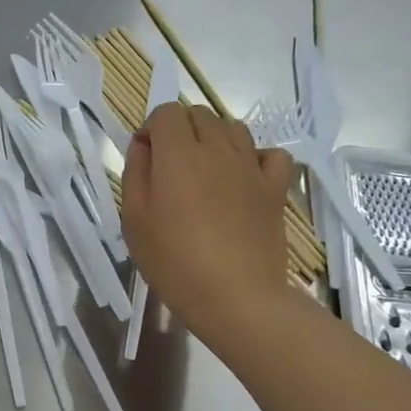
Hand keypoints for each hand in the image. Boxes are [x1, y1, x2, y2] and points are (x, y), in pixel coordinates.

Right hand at [121, 103, 300, 354]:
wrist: (236, 297)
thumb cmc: (174, 263)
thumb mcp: (134, 221)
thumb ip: (135, 173)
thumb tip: (143, 145)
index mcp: (178, 155)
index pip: (165, 112)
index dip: (151, 130)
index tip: (145, 159)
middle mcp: (217, 149)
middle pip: (199, 114)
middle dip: (180, 131)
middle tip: (170, 170)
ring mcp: (251, 166)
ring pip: (233, 128)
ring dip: (214, 139)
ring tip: (204, 173)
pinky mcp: (275, 187)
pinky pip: (271, 154)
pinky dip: (256, 158)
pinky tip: (244, 179)